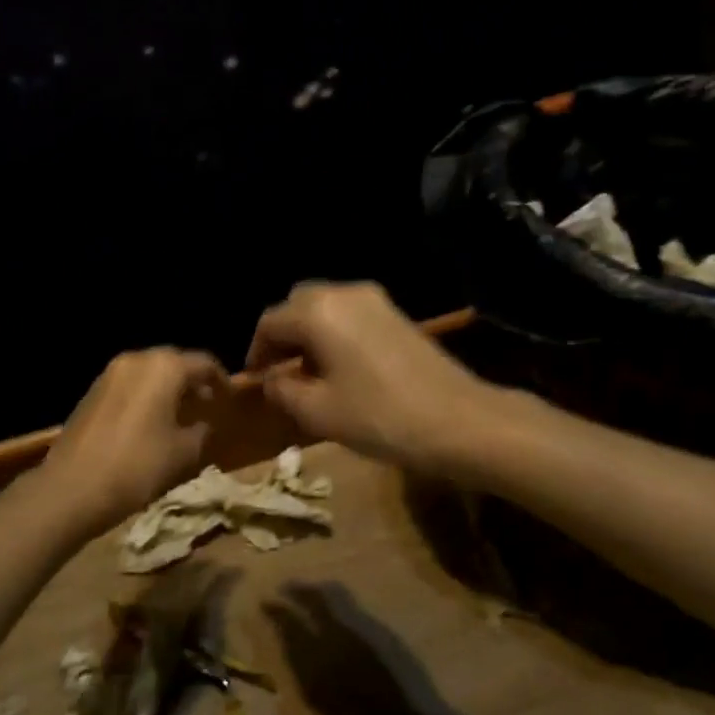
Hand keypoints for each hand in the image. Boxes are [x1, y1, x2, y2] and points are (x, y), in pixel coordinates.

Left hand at [36, 347, 228, 531]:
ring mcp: (109, 374)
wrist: (72, 488)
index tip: (230, 399)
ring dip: (168, 388)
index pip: (203, 362)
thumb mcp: (183, 453)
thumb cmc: (138, 466)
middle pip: (173, 362)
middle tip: (207, 404)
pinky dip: (146, 396)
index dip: (221, 380)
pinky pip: (129, 386)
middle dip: (193, 381)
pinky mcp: (92, 392)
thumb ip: (201, 431)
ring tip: (181, 414)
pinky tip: (151, 422)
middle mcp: (136, 360)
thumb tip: (203, 424)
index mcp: (164, 367)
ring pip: (149, 373)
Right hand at [245, 282, 494, 475]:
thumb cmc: (379, 416)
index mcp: (318, 312)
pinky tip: (340, 368)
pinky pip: (350, 315)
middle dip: (283, 336)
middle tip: (279, 372)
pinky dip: (334, 333)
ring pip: (326, 307)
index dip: (256, 352)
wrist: (459, 420)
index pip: (270, 322)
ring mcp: (376, 301)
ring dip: (309, 334)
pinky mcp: (397, 315)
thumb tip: (271, 379)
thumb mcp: (318, 412)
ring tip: (308, 374)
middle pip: (298, 305)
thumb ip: (282, 390)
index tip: (255, 380)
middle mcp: (344, 293)